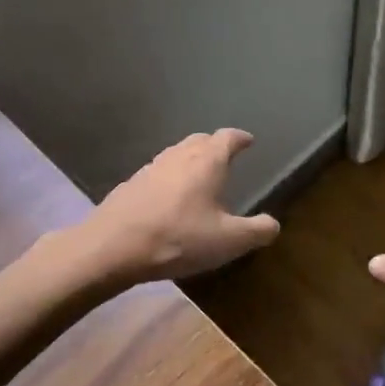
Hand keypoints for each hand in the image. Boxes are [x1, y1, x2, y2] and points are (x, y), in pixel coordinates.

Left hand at [84, 129, 279, 282]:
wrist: (112, 247)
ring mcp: (150, 168)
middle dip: (214, 145)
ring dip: (190, 159)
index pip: (227, 138)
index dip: (240, 138)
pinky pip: (157, 173)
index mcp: (207, 162)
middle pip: (200, 140)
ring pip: (176, 154)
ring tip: (199, 176)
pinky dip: (170, 178)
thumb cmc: (178, 238)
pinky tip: (168, 198)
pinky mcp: (130, 185)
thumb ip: (257, 231)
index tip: (248, 141)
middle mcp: (178, 156)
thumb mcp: (228, 241)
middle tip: (225, 157)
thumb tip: (273, 224)